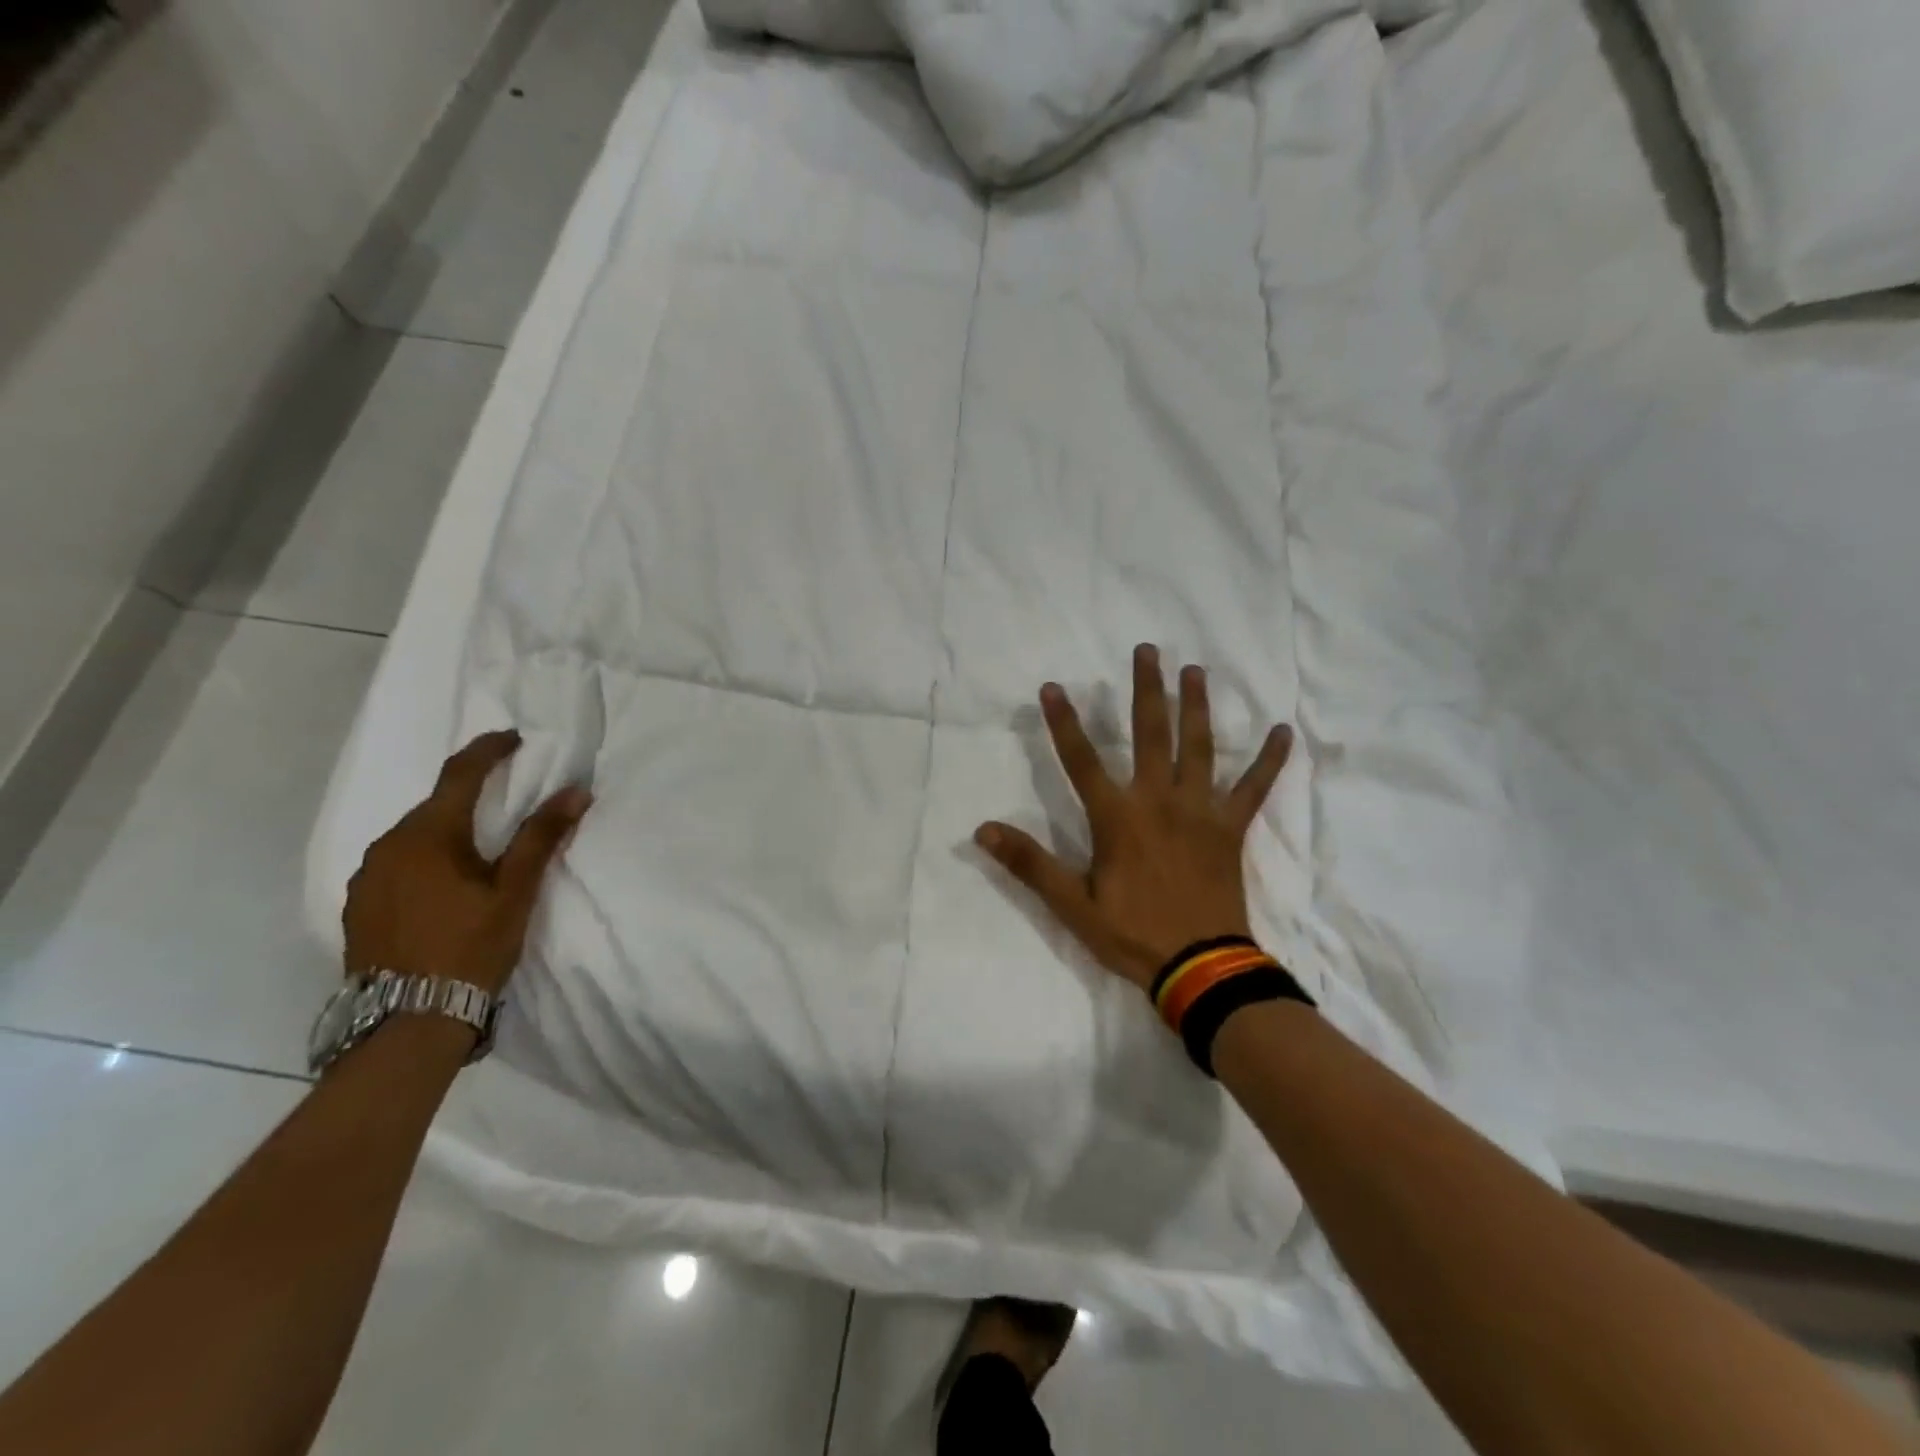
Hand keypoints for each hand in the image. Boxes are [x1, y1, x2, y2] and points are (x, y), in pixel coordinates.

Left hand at [343, 730, 591, 996]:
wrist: (407, 1023)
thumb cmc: (469, 948)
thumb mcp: (515, 892)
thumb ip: (541, 837)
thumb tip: (576, 791)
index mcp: (427, 835)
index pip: (460, 774)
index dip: (489, 750)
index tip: (514, 738)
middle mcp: (387, 847)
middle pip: (435, 806)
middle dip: (471, 796)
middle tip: (508, 801)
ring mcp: (366, 879)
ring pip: (414, 837)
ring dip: (447, 832)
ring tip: (480, 851)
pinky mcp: (358, 908)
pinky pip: (397, 866)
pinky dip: (426, 861)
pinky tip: (446, 886)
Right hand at [974, 644, 1291, 991]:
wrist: (1200, 967)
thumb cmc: (1131, 934)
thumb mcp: (1071, 904)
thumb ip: (1029, 863)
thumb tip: (983, 830)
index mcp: (1117, 817)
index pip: (1082, 760)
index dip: (1064, 723)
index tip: (1053, 686)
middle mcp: (1158, 800)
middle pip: (1150, 734)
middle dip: (1145, 690)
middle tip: (1147, 650)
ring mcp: (1199, 811)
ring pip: (1199, 747)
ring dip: (1195, 706)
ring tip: (1194, 670)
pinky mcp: (1231, 828)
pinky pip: (1253, 788)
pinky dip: (1269, 760)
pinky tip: (1282, 731)